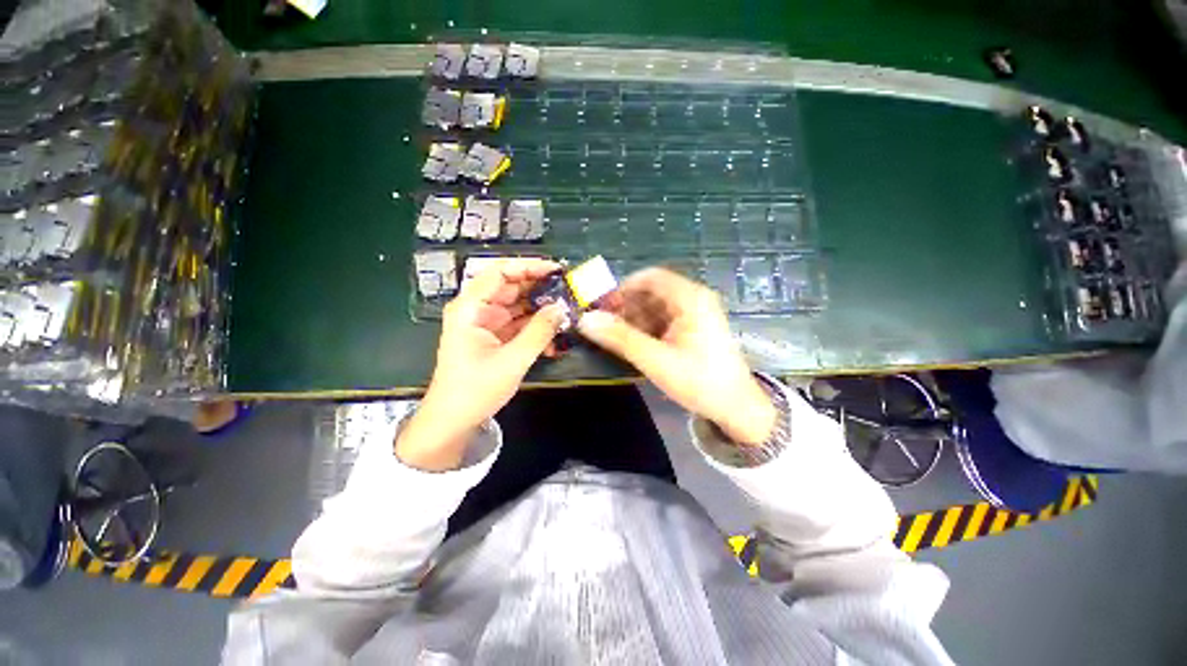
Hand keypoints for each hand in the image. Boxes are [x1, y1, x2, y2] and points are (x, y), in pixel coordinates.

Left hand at [397, 258, 565, 469]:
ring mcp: (486, 323)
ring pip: (518, 305)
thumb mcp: (512, 360)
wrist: (453, 421)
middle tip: (569, 291)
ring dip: (541, 309)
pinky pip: (519, 323)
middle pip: (511, 287)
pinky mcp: (495, 337)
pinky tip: (555, 335)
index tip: (556, 270)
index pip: (500, 273)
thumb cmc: (475, 390)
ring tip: (568, 311)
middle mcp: (477, 310)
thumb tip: (562, 308)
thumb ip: (539, 332)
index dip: (528, 267)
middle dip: (540, 288)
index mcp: (471, 308)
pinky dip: (536, 327)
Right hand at [577, 268, 775, 445]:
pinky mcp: (693, 329)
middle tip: (606, 327)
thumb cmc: (699, 381)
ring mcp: (695, 314)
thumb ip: (620, 338)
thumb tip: (585, 320)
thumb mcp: (655, 359)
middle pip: (652, 291)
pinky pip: (664, 320)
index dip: (623, 288)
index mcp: (690, 298)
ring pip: (656, 307)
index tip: (603, 308)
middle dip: (626, 306)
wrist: (736, 408)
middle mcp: (694, 299)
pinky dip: (647, 328)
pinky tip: (636, 344)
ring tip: (617, 339)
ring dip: (634, 319)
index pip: (649, 277)